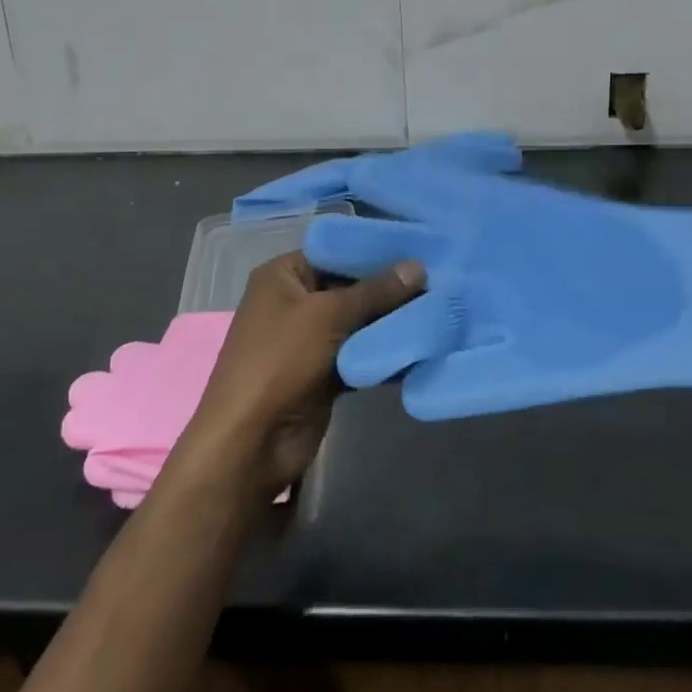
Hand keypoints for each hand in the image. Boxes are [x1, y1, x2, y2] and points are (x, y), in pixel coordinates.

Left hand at [180, 251, 423, 498]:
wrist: (251, 443)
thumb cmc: (280, 362)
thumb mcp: (330, 315)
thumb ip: (377, 290)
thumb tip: (419, 266)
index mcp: (283, 275)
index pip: (337, 250)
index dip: (377, 250)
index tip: (421, 248)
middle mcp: (295, 301)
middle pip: (351, 286)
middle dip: (391, 288)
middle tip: (439, 280)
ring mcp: (309, 339)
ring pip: (359, 321)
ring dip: (392, 321)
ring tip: (439, 308)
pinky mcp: (325, 372)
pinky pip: (361, 352)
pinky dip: (384, 350)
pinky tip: (422, 344)